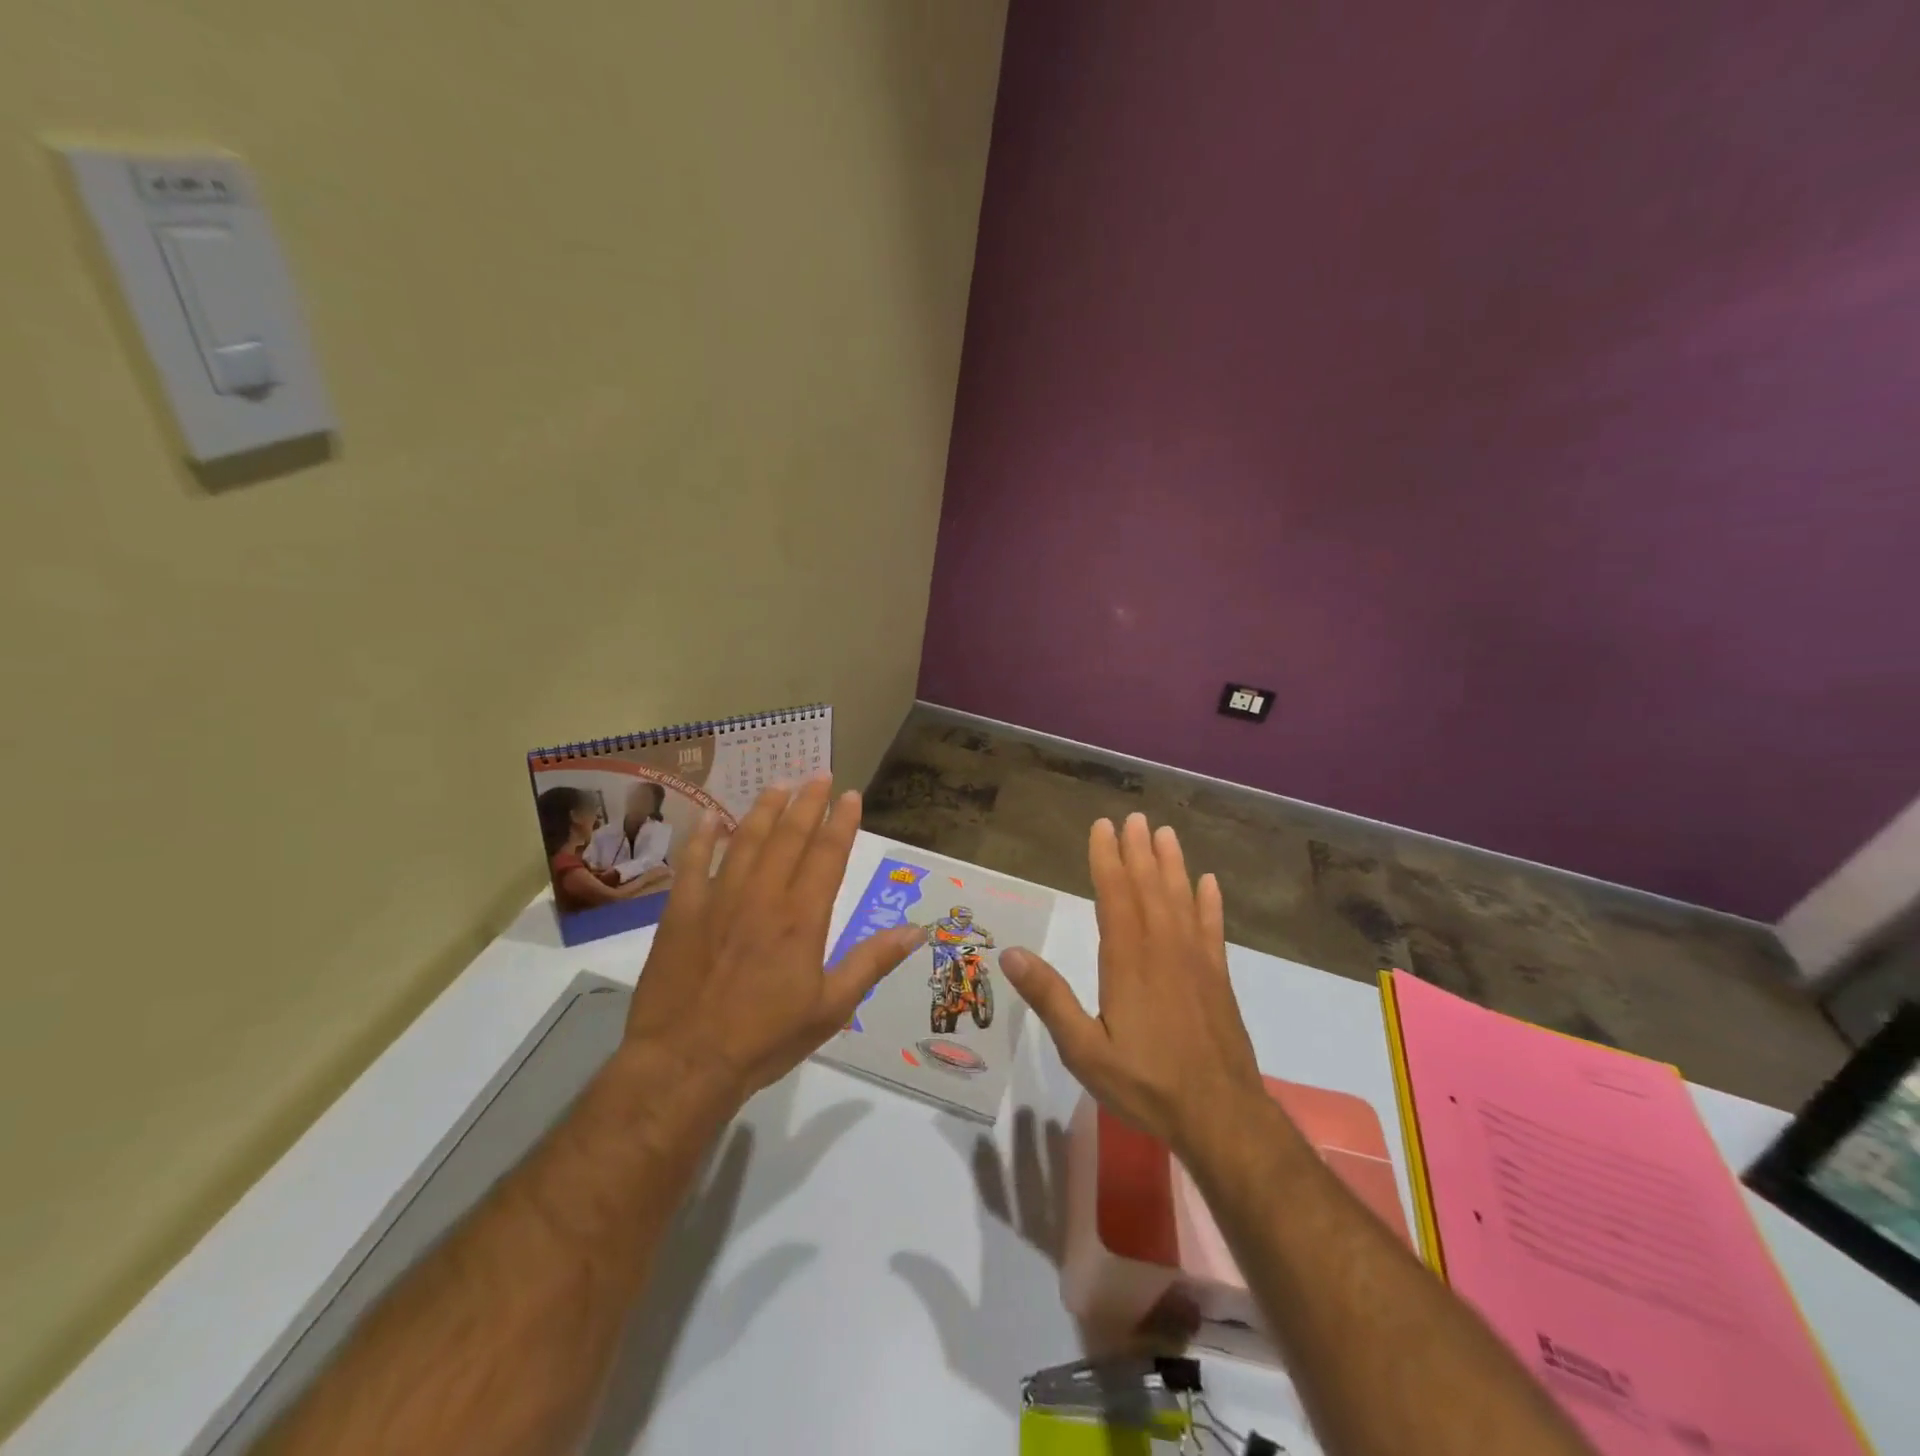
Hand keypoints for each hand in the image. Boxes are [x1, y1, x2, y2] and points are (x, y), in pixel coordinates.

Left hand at [621, 777, 923, 1110]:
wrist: (686, 1063)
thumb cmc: (766, 1038)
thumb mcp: (832, 1008)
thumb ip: (872, 962)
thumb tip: (917, 930)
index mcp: (802, 918)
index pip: (827, 856)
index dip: (841, 823)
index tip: (851, 795)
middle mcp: (763, 897)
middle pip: (789, 837)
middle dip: (807, 803)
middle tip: (820, 774)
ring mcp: (719, 900)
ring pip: (746, 840)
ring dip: (764, 809)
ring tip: (780, 783)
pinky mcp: (682, 911)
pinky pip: (693, 863)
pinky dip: (703, 837)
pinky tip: (713, 817)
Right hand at [1000, 814, 1265, 1161]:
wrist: (1221, 1116)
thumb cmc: (1145, 1083)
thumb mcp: (1084, 1050)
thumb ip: (1049, 998)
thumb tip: (1011, 954)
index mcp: (1127, 961)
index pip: (1115, 896)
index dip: (1107, 859)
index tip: (1103, 826)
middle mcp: (1163, 949)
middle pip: (1149, 888)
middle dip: (1139, 851)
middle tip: (1134, 817)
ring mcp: (1196, 961)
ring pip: (1181, 899)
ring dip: (1172, 864)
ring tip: (1166, 834)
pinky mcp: (1218, 978)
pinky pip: (1213, 929)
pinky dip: (1209, 903)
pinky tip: (1208, 883)